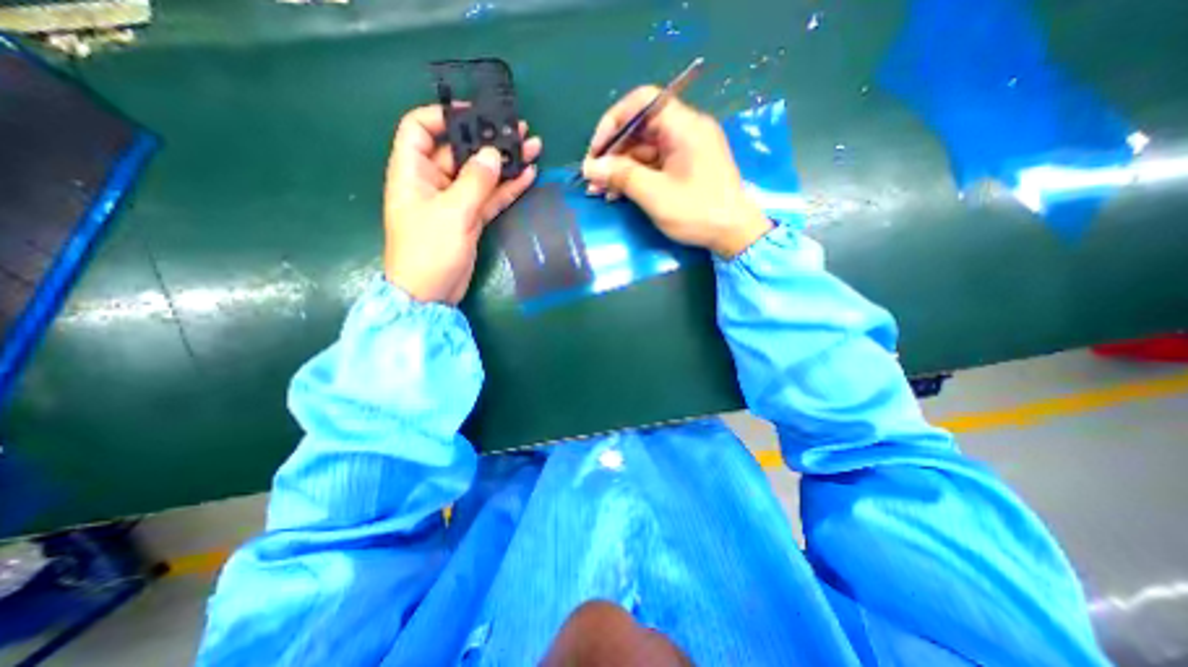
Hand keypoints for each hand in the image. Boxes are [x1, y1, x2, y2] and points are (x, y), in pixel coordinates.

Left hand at [384, 103, 542, 302]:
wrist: (431, 294)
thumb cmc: (430, 251)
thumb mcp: (452, 213)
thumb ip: (475, 182)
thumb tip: (493, 154)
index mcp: (413, 172)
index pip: (420, 128)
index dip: (444, 116)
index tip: (476, 114)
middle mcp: (432, 182)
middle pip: (460, 151)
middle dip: (488, 140)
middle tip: (518, 130)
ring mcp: (454, 202)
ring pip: (481, 175)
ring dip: (505, 164)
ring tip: (532, 148)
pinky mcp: (470, 219)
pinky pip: (490, 198)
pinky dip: (507, 188)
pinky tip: (527, 176)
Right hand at [585, 87, 771, 257]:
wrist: (734, 234)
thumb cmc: (697, 211)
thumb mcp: (655, 194)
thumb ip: (621, 176)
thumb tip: (590, 167)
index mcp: (684, 126)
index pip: (642, 102)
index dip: (614, 121)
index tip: (597, 150)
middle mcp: (686, 130)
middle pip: (640, 128)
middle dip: (613, 152)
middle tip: (594, 178)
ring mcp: (686, 149)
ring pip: (645, 149)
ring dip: (621, 168)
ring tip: (601, 191)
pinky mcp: (685, 167)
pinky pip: (654, 164)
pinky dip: (636, 176)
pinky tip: (619, 194)